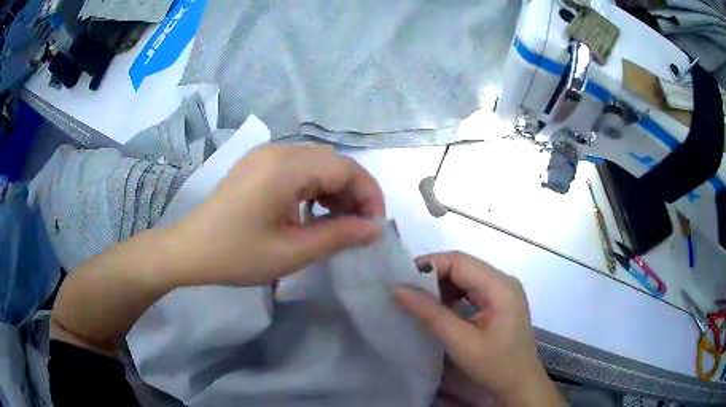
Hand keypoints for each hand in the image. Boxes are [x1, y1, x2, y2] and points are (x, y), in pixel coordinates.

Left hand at [167, 144, 385, 285]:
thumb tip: (375, 229)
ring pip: (317, 163)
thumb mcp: (291, 253)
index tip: (374, 227)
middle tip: (357, 228)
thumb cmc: (236, 255)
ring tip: (337, 222)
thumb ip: (338, 236)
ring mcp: (265, 155)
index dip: (369, 195)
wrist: (189, 250)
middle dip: (354, 193)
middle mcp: (277, 151)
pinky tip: (312, 212)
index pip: (346, 168)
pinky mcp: (257, 164)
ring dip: (335, 190)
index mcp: (285, 167)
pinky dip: (314, 188)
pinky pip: (298, 168)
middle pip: (333, 162)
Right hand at [395, 251, 561, 405]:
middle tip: (405, 291)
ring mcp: (503, 291)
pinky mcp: (499, 302)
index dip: (429, 266)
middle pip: (463, 266)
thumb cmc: (495, 365)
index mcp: (500, 286)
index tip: (402, 281)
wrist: (519, 384)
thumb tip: (398, 289)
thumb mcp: (461, 342)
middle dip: (432, 276)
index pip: (459, 261)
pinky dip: (452, 295)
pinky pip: (471, 289)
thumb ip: (430, 314)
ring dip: (441, 286)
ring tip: (417, 300)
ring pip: (465, 276)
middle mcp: (504, 281)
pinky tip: (438, 308)